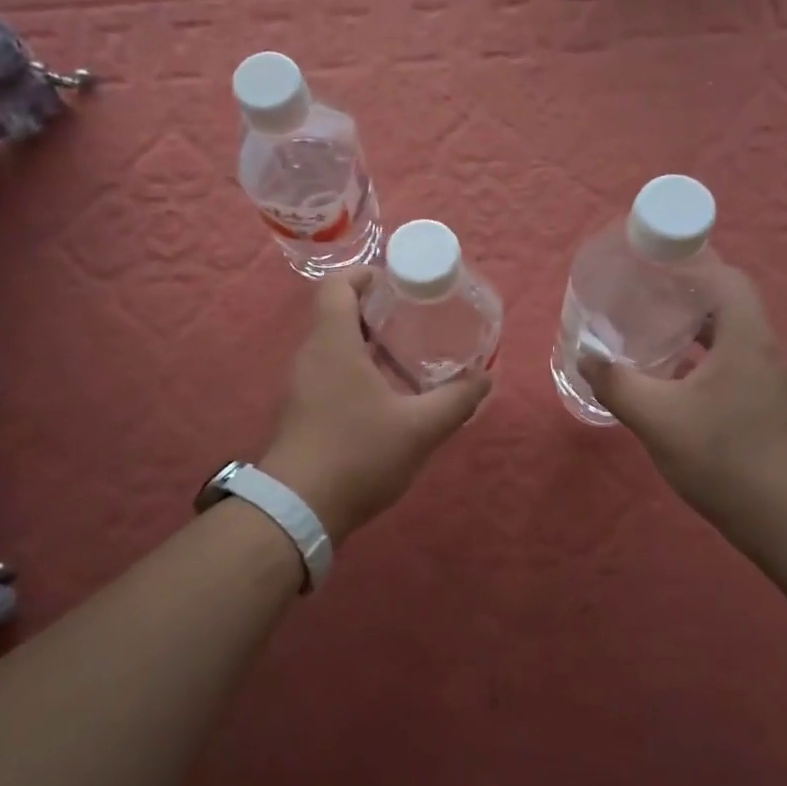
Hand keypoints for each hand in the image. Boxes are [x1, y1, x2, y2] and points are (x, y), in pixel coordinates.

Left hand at [261, 267, 490, 543]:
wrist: (298, 509)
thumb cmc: (358, 455)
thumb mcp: (420, 428)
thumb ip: (457, 401)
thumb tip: (487, 379)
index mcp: (333, 343)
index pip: (337, 286)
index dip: (366, 276)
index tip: (398, 284)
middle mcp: (310, 355)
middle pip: (337, 313)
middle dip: (375, 311)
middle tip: (415, 319)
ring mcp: (300, 384)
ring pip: (333, 346)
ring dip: (366, 343)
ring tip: (406, 355)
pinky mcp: (299, 410)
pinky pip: (327, 372)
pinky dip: (354, 369)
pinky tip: (384, 395)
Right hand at [578, 263, 786, 530]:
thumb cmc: (724, 457)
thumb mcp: (657, 418)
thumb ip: (616, 382)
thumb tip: (586, 354)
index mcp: (746, 338)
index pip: (726, 279)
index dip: (692, 265)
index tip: (653, 267)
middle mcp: (766, 350)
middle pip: (728, 305)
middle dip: (686, 298)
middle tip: (642, 300)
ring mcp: (773, 381)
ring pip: (732, 338)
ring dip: (695, 332)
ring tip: (652, 336)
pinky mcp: (771, 406)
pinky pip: (735, 365)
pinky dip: (705, 361)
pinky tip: (675, 383)